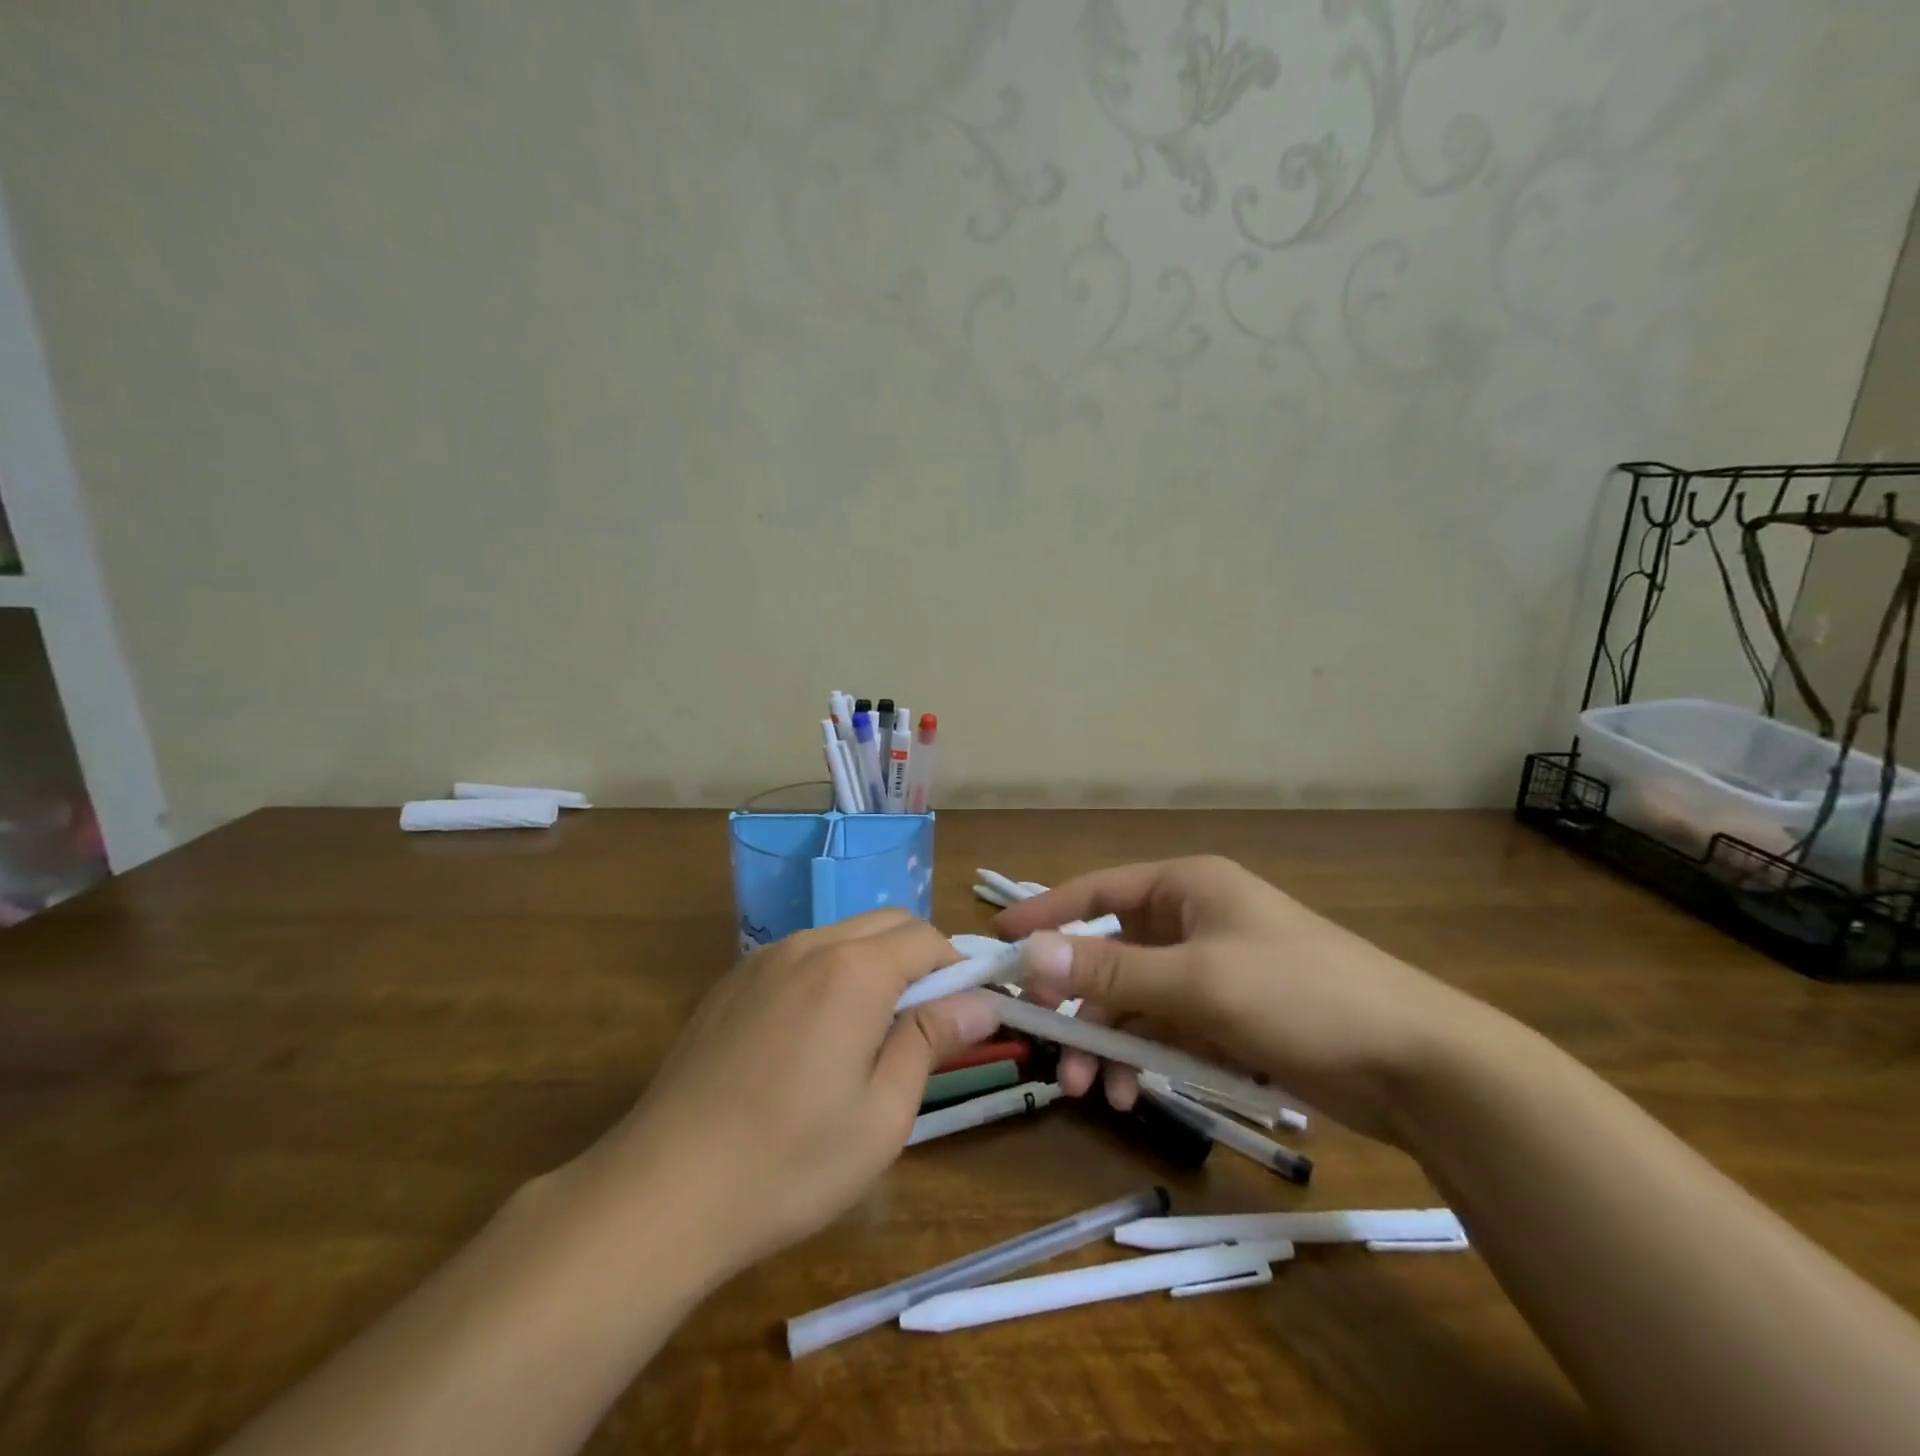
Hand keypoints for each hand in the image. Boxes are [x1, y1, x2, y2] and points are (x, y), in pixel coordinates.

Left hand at [589, 910, 1000, 1276]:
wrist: (663, 1191)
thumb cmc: (790, 1162)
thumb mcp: (883, 1113)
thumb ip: (933, 1040)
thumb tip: (981, 1000)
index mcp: (854, 971)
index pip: (926, 938)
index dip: (957, 968)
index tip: (967, 1013)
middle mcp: (809, 946)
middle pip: (886, 925)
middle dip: (919, 960)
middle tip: (923, 1026)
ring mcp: (763, 960)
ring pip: (842, 937)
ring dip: (873, 966)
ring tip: (867, 1037)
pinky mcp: (732, 983)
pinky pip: (800, 958)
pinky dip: (828, 976)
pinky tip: (810, 1041)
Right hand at [995, 856, 1490, 1144]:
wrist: (1416, 1064)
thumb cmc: (1300, 996)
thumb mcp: (1198, 982)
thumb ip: (1111, 969)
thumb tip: (1030, 952)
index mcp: (1187, 888)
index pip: (1099, 891)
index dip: (1047, 912)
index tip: (998, 939)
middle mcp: (1195, 921)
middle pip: (1112, 953)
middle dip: (1079, 1001)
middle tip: (1047, 1045)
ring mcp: (1214, 971)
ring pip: (1137, 1000)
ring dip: (1110, 1041)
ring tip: (1094, 1092)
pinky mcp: (1232, 1018)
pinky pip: (1168, 1030)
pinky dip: (1146, 1057)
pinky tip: (1134, 1092)